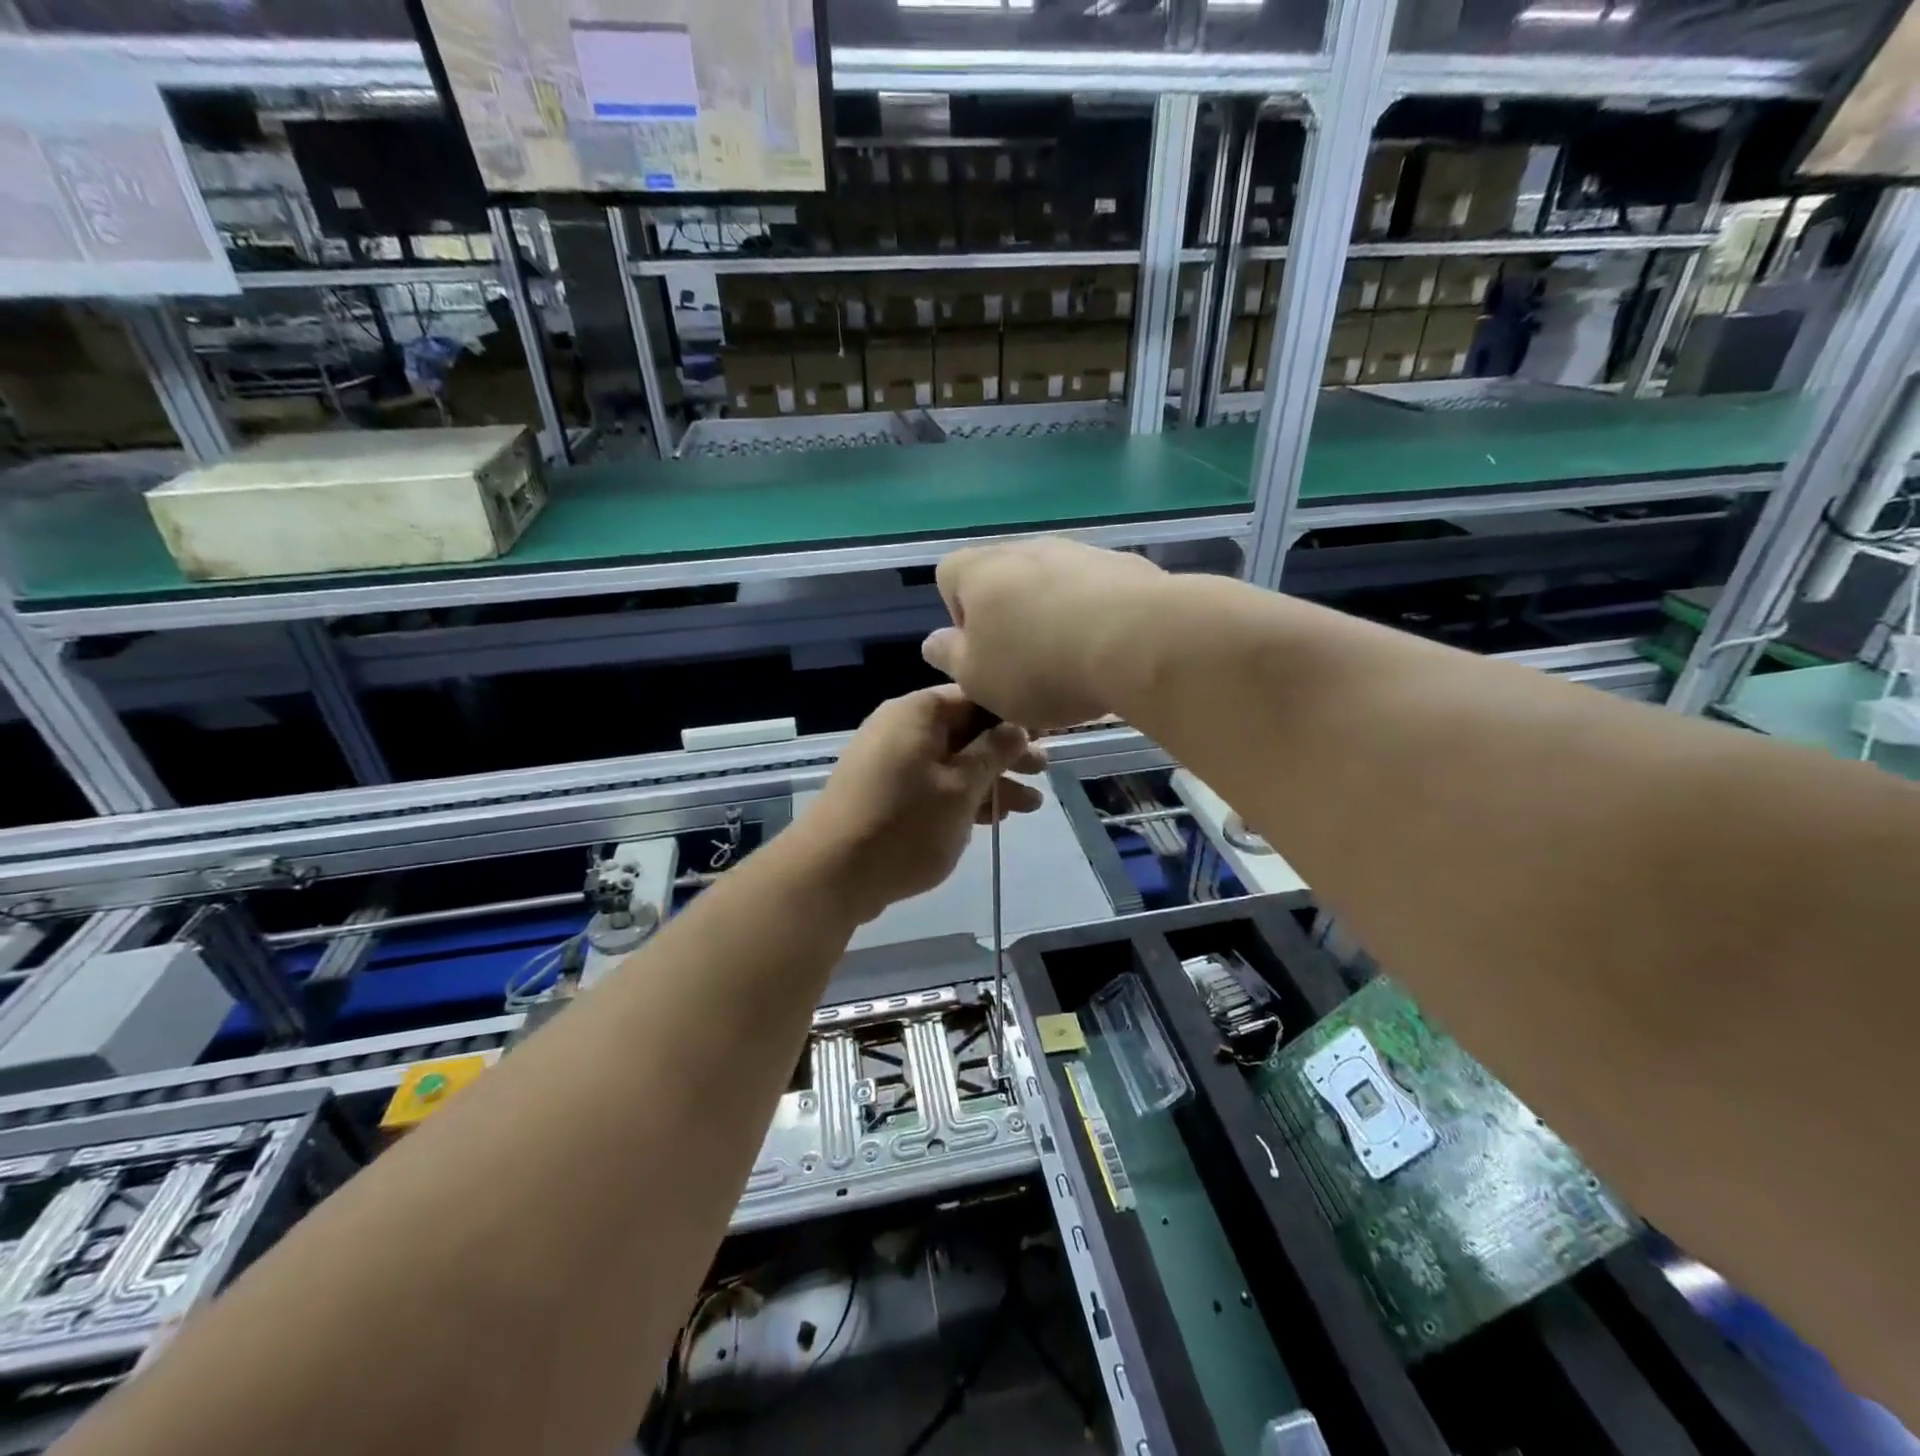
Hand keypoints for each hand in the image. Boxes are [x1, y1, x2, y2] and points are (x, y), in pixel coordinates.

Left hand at [797, 685, 1046, 923]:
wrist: (831, 874)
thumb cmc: (904, 824)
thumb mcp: (961, 788)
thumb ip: (993, 753)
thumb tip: (1017, 726)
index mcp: (917, 713)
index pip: (975, 696)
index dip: (1013, 714)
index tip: (1047, 733)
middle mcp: (901, 728)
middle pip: (965, 730)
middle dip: (1006, 752)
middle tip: (1044, 769)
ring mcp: (891, 762)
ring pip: (952, 761)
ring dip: (990, 780)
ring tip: (1030, 804)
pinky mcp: (886, 793)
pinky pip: (933, 784)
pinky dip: (962, 797)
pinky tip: (994, 817)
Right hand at [922, 538, 1168, 729]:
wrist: (1137, 641)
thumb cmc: (1039, 666)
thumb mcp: (977, 679)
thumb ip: (950, 658)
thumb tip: (934, 642)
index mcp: (979, 572)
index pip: (948, 576)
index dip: (959, 615)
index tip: (982, 652)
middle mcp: (1025, 549)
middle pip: (1003, 578)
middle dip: (1010, 617)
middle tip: (1026, 664)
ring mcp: (1078, 552)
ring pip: (1051, 583)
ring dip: (1053, 614)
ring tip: (1074, 661)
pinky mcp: (1123, 565)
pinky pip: (1095, 590)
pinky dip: (1094, 614)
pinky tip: (1109, 649)